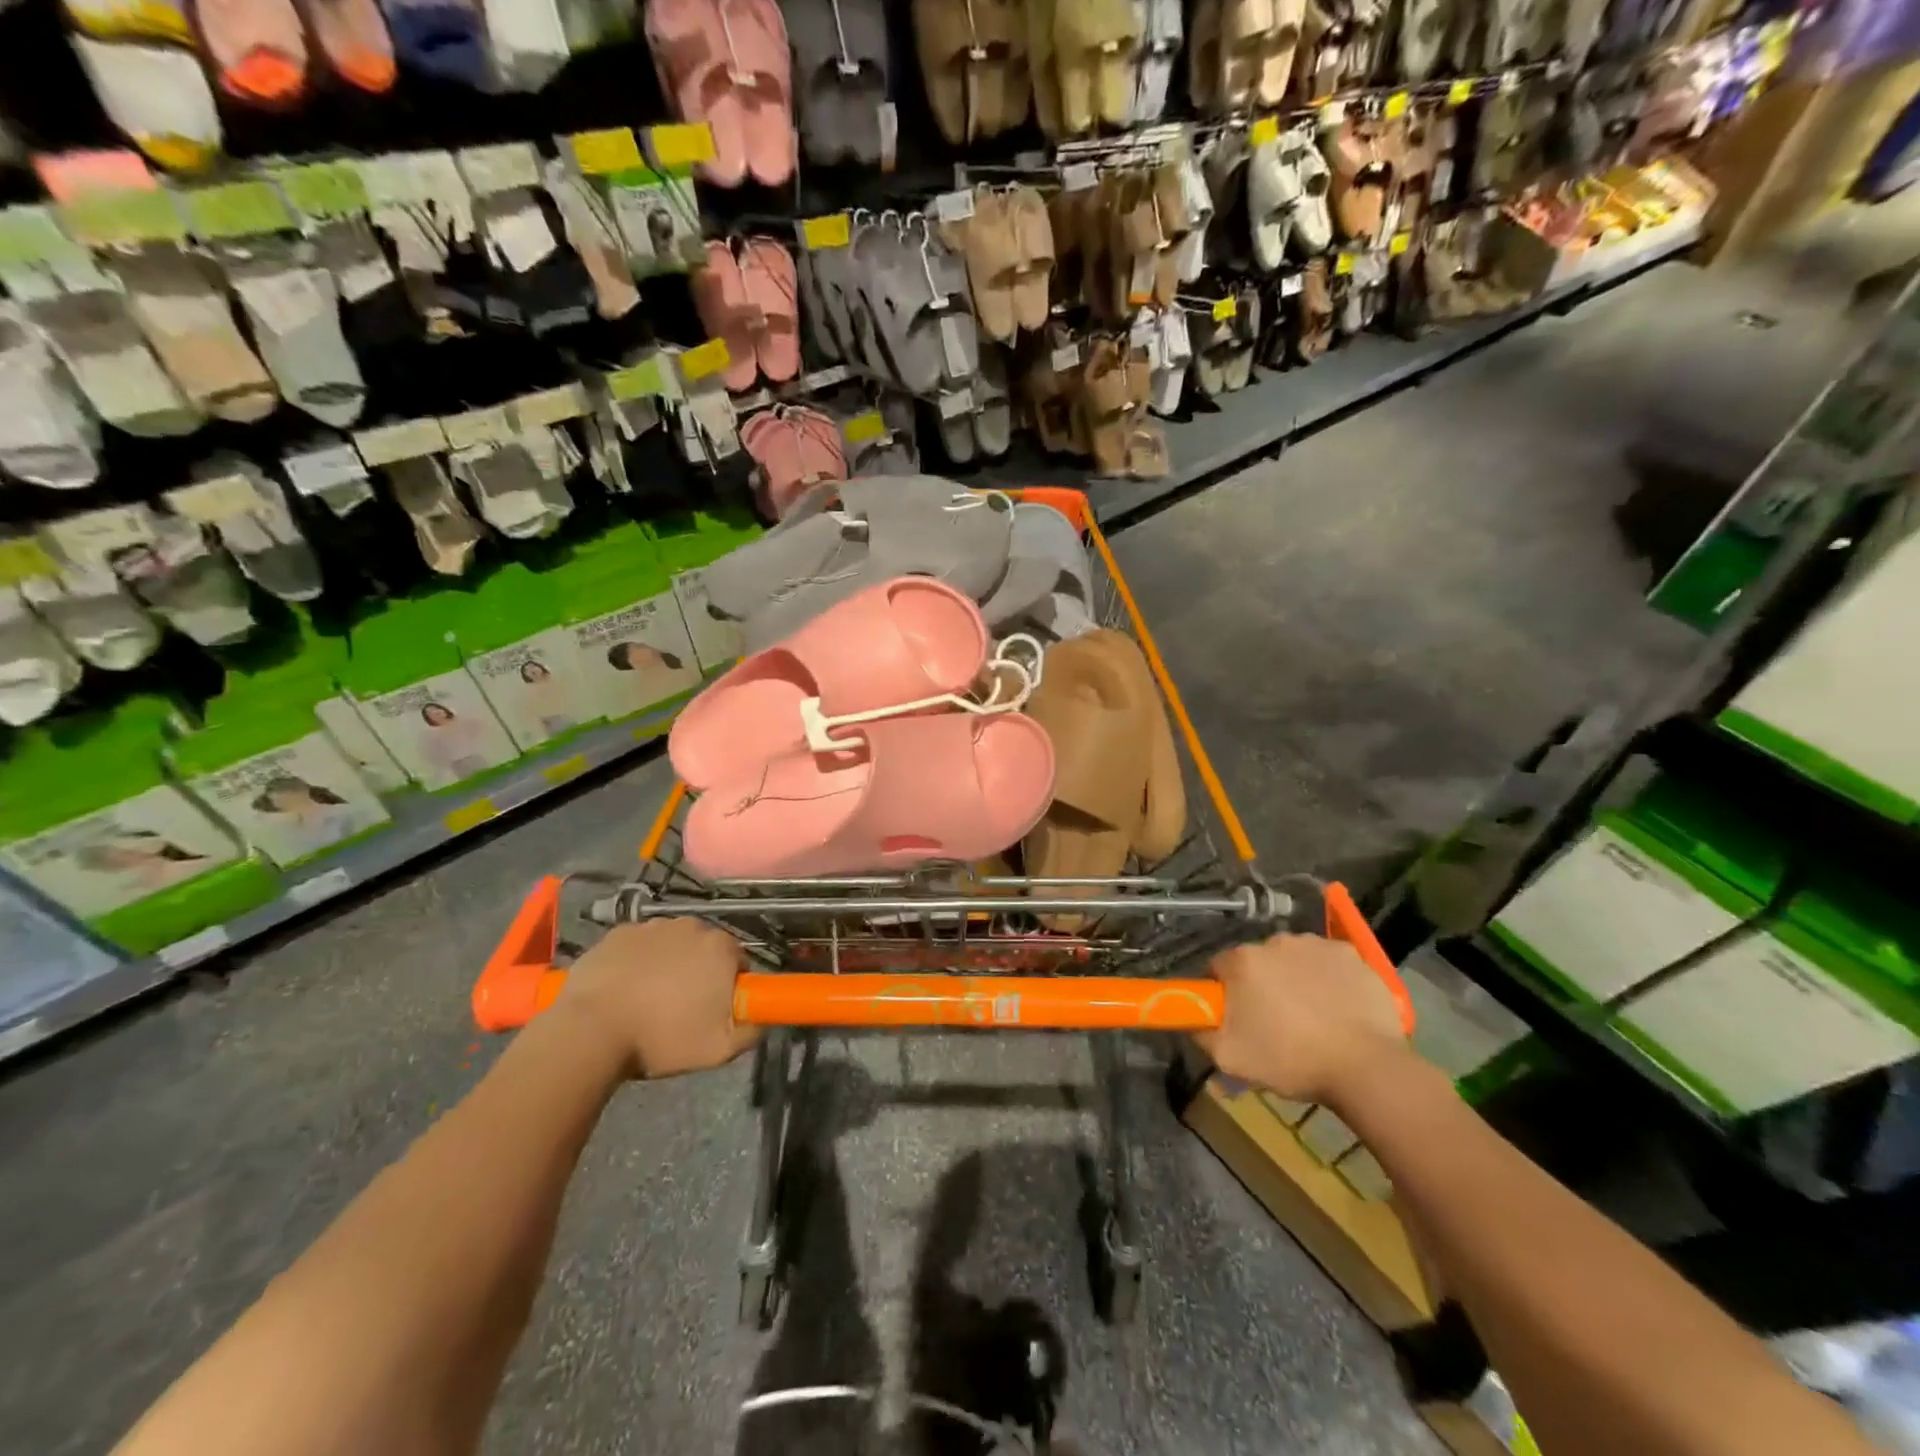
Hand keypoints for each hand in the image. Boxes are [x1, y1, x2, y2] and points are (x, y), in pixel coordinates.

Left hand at [557, 918, 759, 1079]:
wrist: (590, 1032)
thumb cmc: (661, 1039)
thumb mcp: (720, 1050)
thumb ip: (752, 1030)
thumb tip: (760, 1018)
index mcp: (721, 948)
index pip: (738, 961)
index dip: (729, 986)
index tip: (714, 1010)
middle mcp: (692, 926)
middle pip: (705, 949)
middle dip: (699, 972)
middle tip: (682, 1008)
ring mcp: (652, 926)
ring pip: (671, 945)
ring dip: (668, 964)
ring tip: (649, 1000)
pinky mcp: (618, 933)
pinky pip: (638, 945)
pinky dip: (637, 961)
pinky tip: (625, 989)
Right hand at [1194, 934, 1407, 1104]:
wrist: (1366, 1068)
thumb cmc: (1291, 1061)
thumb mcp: (1230, 1058)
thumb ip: (1201, 1032)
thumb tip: (1195, 1019)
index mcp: (1242, 962)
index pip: (1218, 968)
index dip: (1223, 992)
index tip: (1235, 1016)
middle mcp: (1275, 942)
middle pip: (1256, 961)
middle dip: (1260, 984)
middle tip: (1274, 1021)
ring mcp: (1315, 944)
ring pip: (1292, 958)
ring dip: (1293, 978)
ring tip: (1310, 1015)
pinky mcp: (1350, 954)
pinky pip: (1327, 961)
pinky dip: (1327, 977)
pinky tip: (1336, 1006)